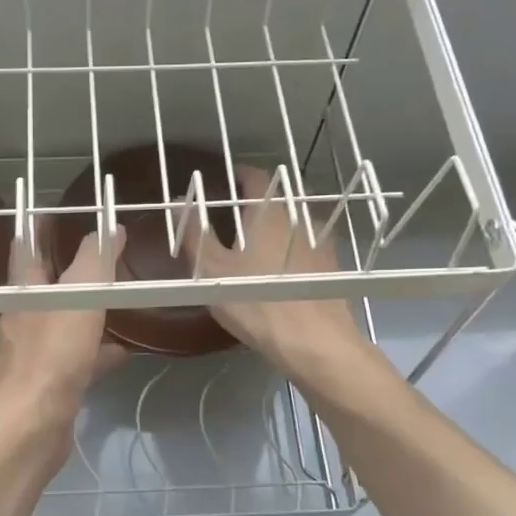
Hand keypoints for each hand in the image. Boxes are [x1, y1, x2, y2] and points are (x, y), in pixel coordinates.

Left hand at [0, 226, 128, 433]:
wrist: (33, 426)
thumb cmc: (53, 354)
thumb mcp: (79, 296)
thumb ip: (95, 260)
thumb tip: (110, 228)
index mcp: (25, 290)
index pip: (27, 246)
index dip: (40, 226)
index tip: (60, 211)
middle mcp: (25, 317)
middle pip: (49, 284)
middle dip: (72, 268)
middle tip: (104, 254)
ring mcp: (36, 352)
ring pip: (66, 321)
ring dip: (88, 310)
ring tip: (120, 299)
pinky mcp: (51, 382)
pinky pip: (78, 357)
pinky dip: (99, 351)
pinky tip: (124, 351)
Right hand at [183, 164, 367, 379]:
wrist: (315, 342)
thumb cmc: (256, 301)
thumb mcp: (212, 270)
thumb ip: (194, 233)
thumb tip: (182, 200)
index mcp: (268, 210)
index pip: (254, 175)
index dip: (238, 173)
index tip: (225, 179)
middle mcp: (299, 216)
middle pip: (278, 196)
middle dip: (257, 200)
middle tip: (235, 214)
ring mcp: (321, 240)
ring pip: (296, 220)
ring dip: (278, 223)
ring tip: (258, 242)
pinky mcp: (333, 265)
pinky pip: (309, 243)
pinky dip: (294, 245)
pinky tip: (282, 268)